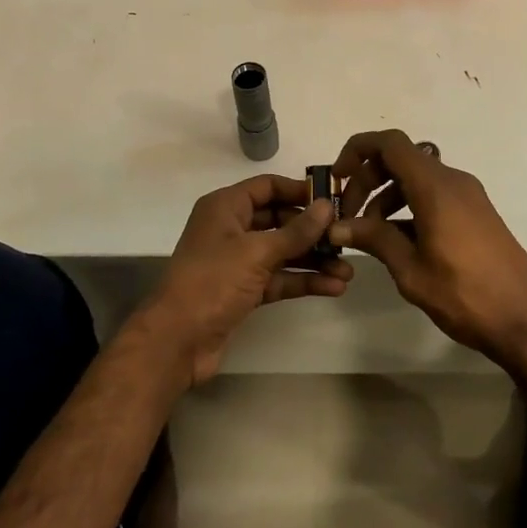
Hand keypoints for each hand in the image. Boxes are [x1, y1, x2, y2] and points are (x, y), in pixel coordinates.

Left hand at [138, 174, 351, 386]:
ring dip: (313, 260)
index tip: (334, 199)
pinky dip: (302, 281)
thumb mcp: (257, 251)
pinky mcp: (244, 291)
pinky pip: (279, 278)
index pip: (267, 187)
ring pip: (282, 252)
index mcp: (226, 207)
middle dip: (312, 231)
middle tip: (346, 237)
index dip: (300, 190)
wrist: (178, 340)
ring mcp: (237, 262)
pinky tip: (333, 288)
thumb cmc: (213, 282)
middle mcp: (231, 229)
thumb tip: (327, 206)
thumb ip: (296, 231)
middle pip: (279, 220)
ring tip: (348, 270)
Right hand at [328, 130, 526, 366]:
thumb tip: (338, 226)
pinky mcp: (475, 211)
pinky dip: (409, 207)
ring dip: (387, 198)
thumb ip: (374, 240)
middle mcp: (453, 181)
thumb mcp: (411, 270)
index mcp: (436, 187)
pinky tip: (398, 242)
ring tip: (370, 236)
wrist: (525, 318)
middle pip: (400, 160)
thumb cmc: (465, 295)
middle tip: (348, 217)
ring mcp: (468, 195)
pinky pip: (434, 194)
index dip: (358, 151)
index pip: (390, 144)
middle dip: (368, 181)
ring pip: (416, 178)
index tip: (338, 180)